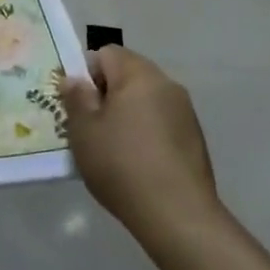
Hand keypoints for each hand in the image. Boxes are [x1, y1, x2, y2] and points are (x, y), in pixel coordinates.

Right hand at [61, 47, 220, 251]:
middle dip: (107, 95)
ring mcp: (185, 110)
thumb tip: (74, 79)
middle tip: (92, 128)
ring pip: (146, 99)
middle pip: (128, 74)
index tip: (79, 106)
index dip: (87, 75)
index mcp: (138, 73)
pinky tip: (139, 165)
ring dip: (128, 115)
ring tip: (115, 150)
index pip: (106, 54)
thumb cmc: (122, 165)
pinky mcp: (195, 137)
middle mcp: (166, 83)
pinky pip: (162, 122)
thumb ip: (76, 98)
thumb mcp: (84, 130)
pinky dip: (148, 133)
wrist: (179, 216)